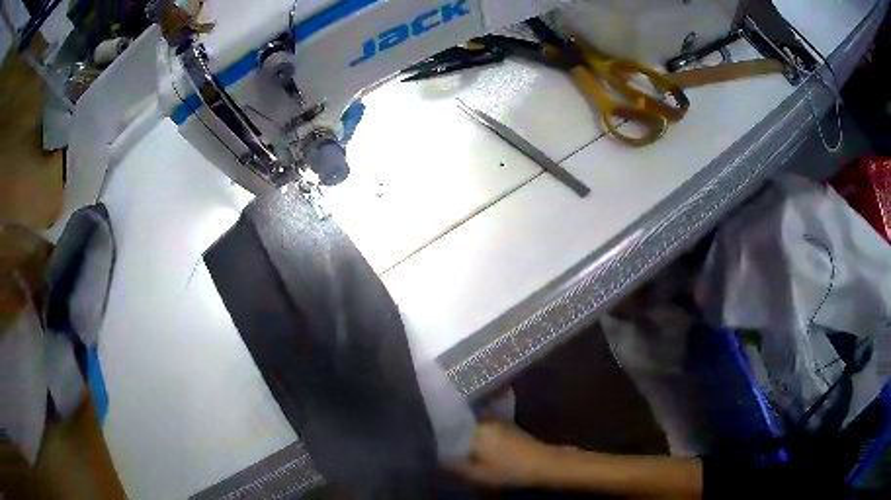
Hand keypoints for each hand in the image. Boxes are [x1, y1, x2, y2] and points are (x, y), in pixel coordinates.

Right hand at [447, 421, 567, 487]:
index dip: (439, 433)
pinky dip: (477, 432)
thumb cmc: (509, 470)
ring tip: (456, 442)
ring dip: (464, 430)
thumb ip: (455, 467)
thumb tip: (438, 459)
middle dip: (451, 431)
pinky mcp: (507, 425)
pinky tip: (475, 443)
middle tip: (441, 441)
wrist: (543, 463)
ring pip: (473, 423)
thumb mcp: (478, 475)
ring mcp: (497, 421)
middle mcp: (484, 420)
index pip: (449, 426)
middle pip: (461, 423)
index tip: (432, 439)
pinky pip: (484, 425)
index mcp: (474, 430)